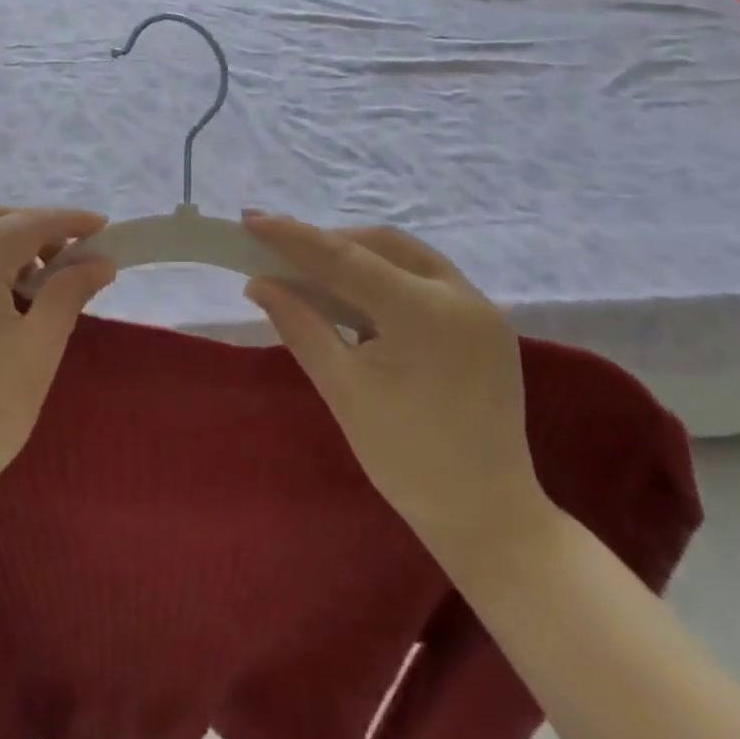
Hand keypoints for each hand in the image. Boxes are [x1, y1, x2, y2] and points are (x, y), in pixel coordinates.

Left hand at [0, 206, 115, 517]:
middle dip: (33, 227)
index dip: (66, 221)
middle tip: (71, 252)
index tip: (102, 226)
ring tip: (41, 280)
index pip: (24, 224)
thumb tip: (100, 261)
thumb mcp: (39, 348)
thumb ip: (69, 293)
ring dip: (6, 245)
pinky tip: (4, 298)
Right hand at [242, 213, 550, 555]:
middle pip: (380, 244)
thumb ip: (300, 324)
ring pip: (405, 256)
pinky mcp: (485, 324)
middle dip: (327, 243)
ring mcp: (480, 308)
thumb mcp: (342, 388)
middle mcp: (460, 296)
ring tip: (311, 272)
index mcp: (425, 314)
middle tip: (280, 251)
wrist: (488, 518)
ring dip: (357, 257)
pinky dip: (385, 278)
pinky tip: (355, 298)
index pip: (346, 258)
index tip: (251, 220)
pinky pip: (426, 280)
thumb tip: (259, 283)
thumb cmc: (407, 459)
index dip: (294, 237)